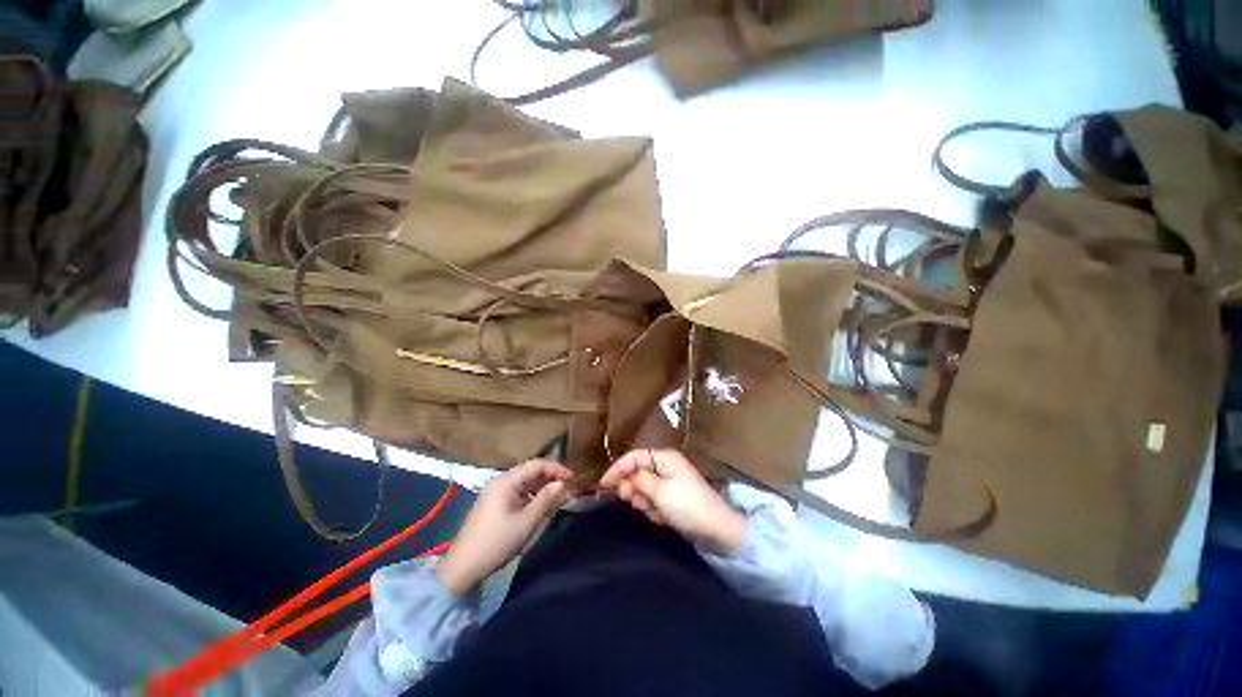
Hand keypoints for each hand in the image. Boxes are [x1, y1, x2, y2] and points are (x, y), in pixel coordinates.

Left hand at [437, 459, 572, 594]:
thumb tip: (563, 484)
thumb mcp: (526, 522)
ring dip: (543, 487)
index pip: (537, 464)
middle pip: (531, 471)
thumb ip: (546, 499)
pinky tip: (542, 504)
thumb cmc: (496, 543)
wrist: (462, 568)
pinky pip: (518, 492)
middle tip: (569, 488)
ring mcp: (496, 492)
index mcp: (506, 481)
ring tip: (560, 497)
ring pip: (525, 482)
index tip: (573, 478)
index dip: (557, 468)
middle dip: (551, 477)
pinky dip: (533, 495)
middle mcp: (501, 481)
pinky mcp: (494, 503)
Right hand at [600, 449, 744, 554]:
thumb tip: (626, 476)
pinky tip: (663, 518)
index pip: (634, 457)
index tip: (604, 484)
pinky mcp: (672, 497)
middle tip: (636, 503)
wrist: (717, 530)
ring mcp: (670, 482)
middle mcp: (666, 465)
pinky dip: (654, 509)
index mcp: (665, 457)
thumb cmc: (688, 506)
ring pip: (644, 488)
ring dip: (645, 502)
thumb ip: (639, 481)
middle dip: (635, 489)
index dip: (618, 468)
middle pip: (638, 472)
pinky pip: (653, 500)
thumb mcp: (660, 492)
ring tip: (656, 512)